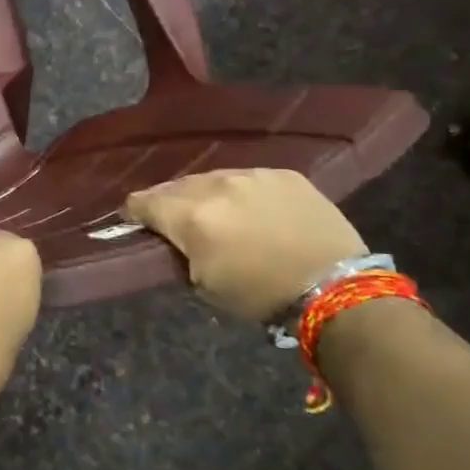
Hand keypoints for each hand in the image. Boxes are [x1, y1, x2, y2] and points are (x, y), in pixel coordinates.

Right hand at [125, 169, 366, 322]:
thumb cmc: (260, 295)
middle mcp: (217, 186)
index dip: (133, 212)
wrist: (335, 288)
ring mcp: (253, 175)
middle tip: (176, 221)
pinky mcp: (284, 174)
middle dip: (170, 202)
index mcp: (191, 216)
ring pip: (212, 178)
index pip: (143, 201)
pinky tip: (252, 211)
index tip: (134, 221)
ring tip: (216, 213)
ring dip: (206, 195)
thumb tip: (174, 239)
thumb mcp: (204, 284)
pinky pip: (248, 178)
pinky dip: (242, 193)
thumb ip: (180, 253)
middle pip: (176, 186)